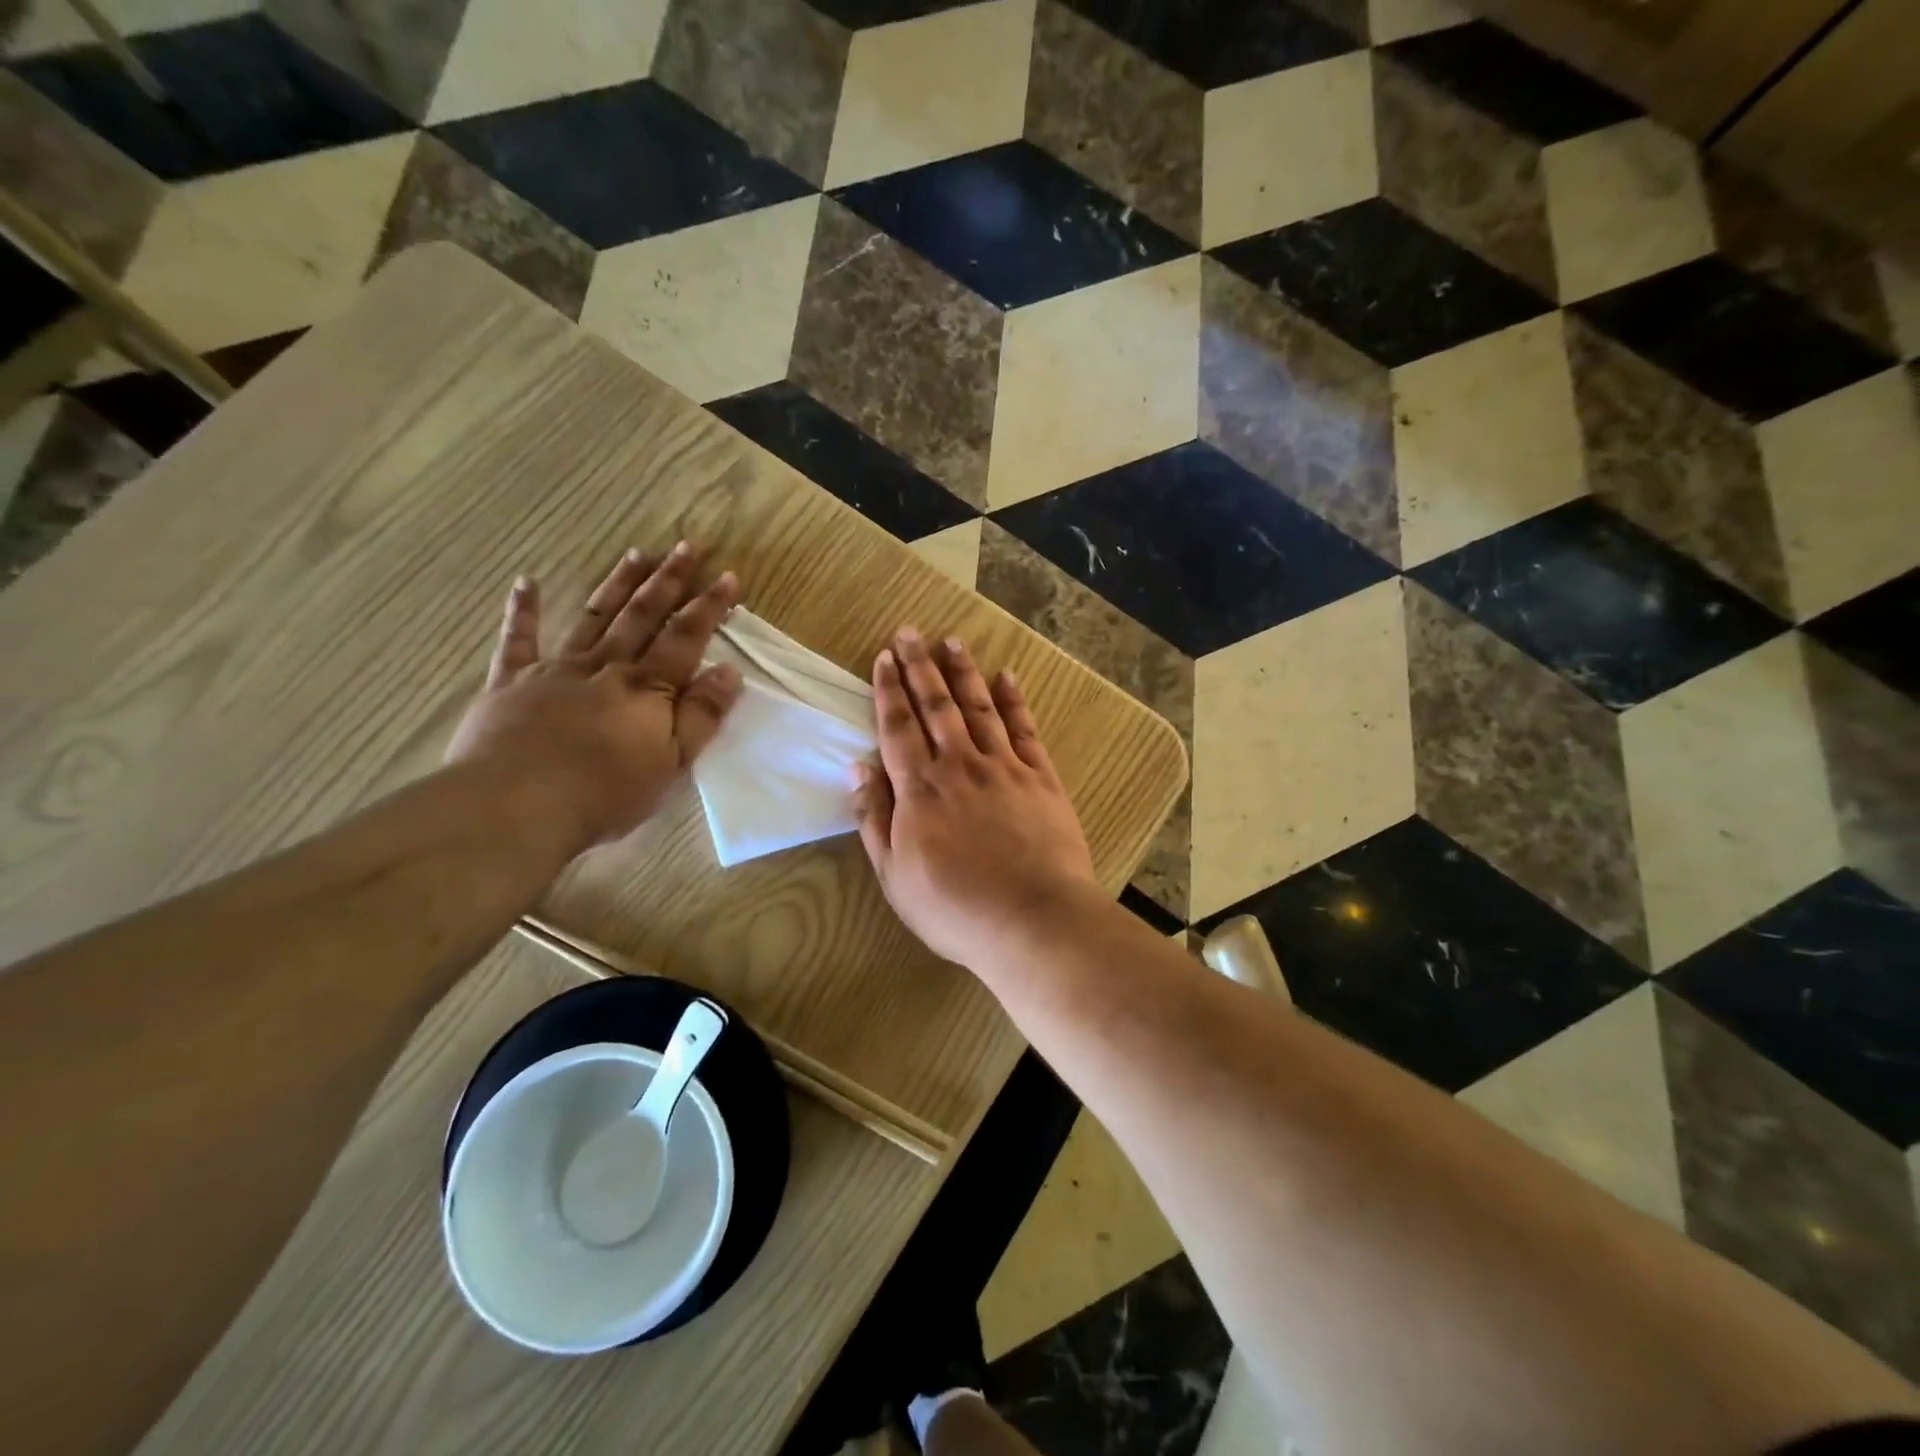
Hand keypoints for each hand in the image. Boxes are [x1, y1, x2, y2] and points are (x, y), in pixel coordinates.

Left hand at [446, 544, 742, 851]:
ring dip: (617, 584)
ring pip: (593, 618)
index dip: (709, 606)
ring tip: (636, 553)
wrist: (515, 807)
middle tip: (687, 546)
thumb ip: (701, 715)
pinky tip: (528, 581)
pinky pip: (517, 640)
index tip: (728, 576)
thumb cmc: (604, 794)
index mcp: (646, 688)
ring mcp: (555, 670)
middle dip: (668, 581)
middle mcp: (605, 667)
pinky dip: (523, 610)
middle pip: (642, 616)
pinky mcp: (511, 682)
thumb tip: (729, 671)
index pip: (685, 638)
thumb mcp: (671, 763)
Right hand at [855, 627, 1097, 971]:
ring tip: (952, 642)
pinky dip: (1013, 700)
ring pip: (978, 707)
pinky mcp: (1040, 777)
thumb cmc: (955, 908)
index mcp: (919, 789)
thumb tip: (858, 768)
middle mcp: (959, 765)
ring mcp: (1003, 767)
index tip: (884, 657)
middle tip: (910, 632)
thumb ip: (874, 819)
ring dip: (963, 673)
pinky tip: (1005, 676)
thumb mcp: (895, 876)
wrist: (1033, 920)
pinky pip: (1023, 728)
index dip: (889, 690)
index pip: (898, 727)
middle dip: (920, 666)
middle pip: (936, 706)